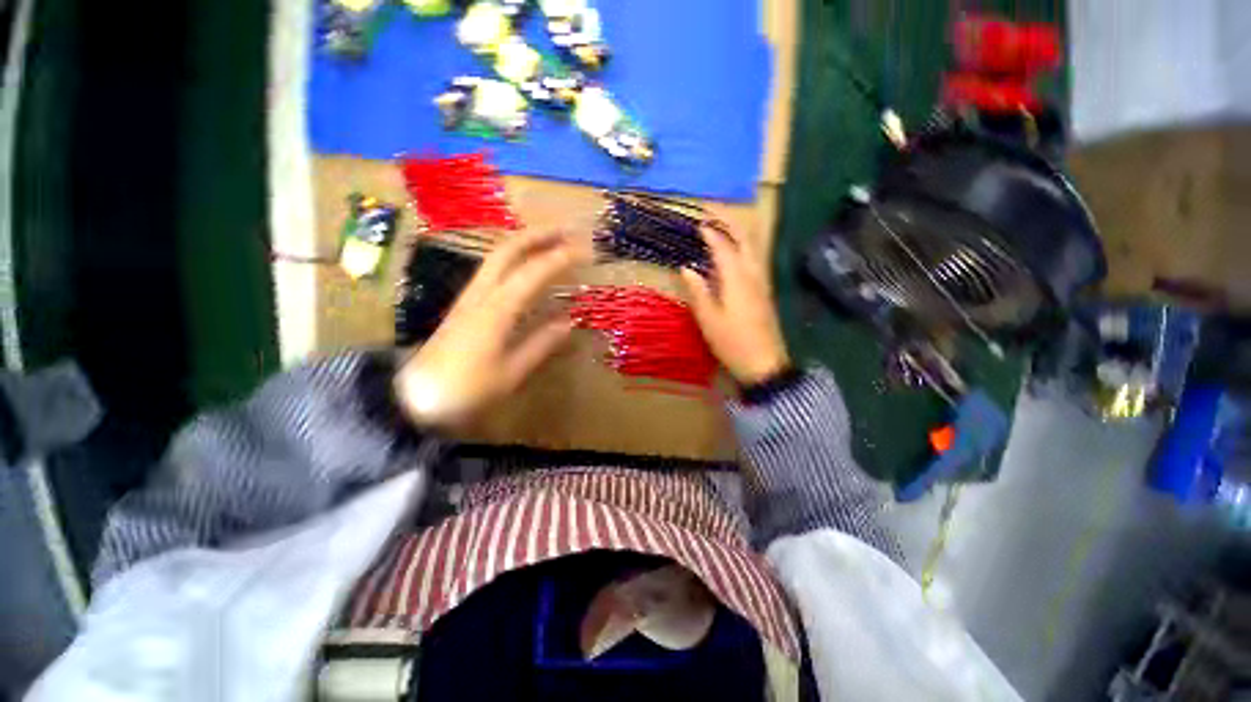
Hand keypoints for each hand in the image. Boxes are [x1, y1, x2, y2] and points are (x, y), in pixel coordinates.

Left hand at [395, 230, 586, 427]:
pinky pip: (492, 272)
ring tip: (551, 241)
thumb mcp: (511, 372)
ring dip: (525, 243)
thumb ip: (541, 344)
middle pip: (508, 250)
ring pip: (497, 258)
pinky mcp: (464, 305)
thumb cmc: (467, 389)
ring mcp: (469, 297)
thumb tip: (568, 322)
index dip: (561, 258)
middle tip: (566, 230)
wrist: (415, 399)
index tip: (585, 251)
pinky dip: (514, 260)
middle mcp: (481, 294)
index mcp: (497, 309)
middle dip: (538, 235)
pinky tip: (525, 268)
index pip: (533, 272)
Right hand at [680, 223, 789, 385]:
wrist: (764, 363)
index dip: (710, 231)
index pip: (723, 245)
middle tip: (711, 211)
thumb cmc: (732, 342)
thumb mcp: (708, 319)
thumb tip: (686, 268)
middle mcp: (753, 273)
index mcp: (737, 278)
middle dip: (729, 219)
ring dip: (737, 230)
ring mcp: (762, 281)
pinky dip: (741, 246)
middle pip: (745, 237)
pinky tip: (731, 253)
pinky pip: (754, 258)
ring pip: (753, 246)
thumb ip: (698, 291)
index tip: (697, 221)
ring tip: (719, 225)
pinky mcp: (764, 290)